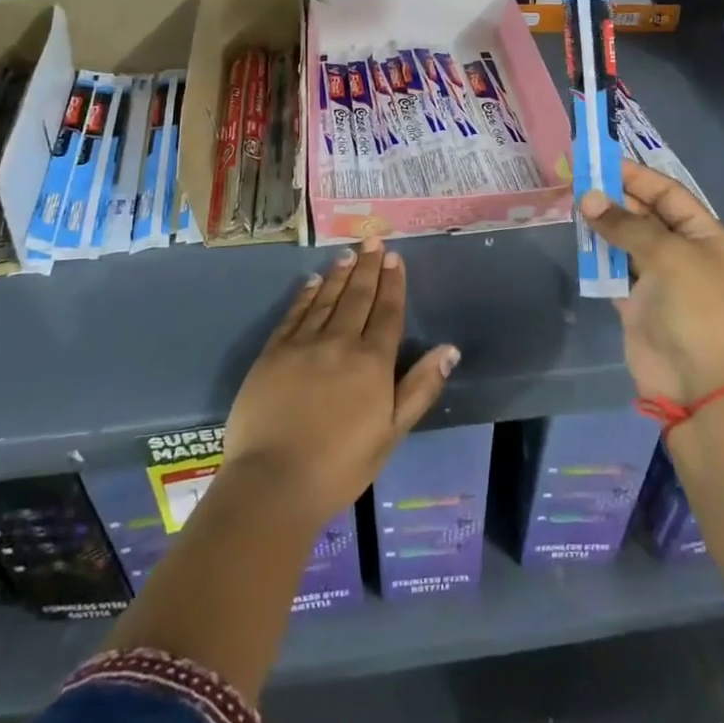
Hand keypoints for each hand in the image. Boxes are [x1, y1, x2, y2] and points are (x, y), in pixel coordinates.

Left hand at [223, 237, 459, 529]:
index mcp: (372, 362)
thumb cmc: (340, 466)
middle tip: (373, 240)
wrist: (273, 482)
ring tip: (348, 253)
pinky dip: (305, 294)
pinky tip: (311, 281)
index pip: (387, 312)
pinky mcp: (273, 352)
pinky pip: (294, 313)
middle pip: (357, 296)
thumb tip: (449, 349)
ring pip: (326, 298)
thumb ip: (420, 388)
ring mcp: (303, 344)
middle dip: (368, 267)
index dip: (393, 283)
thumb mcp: (392, 433)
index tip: (395, 257)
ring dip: (339, 274)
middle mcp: (340, 342)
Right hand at [582, 161, 723, 404]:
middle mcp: (681, 251)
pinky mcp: (636, 301)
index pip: (667, 193)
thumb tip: (587, 198)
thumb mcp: (666, 255)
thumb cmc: (694, 307)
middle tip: (576, 181)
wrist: (697, 381)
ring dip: (602, 225)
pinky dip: (597, 256)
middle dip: (614, 198)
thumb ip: (625, 224)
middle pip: (644, 214)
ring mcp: (658, 278)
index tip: (600, 162)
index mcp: (703, 235)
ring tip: (572, 205)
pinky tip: (578, 241)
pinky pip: (613, 268)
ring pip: (625, 240)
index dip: (635, 176)